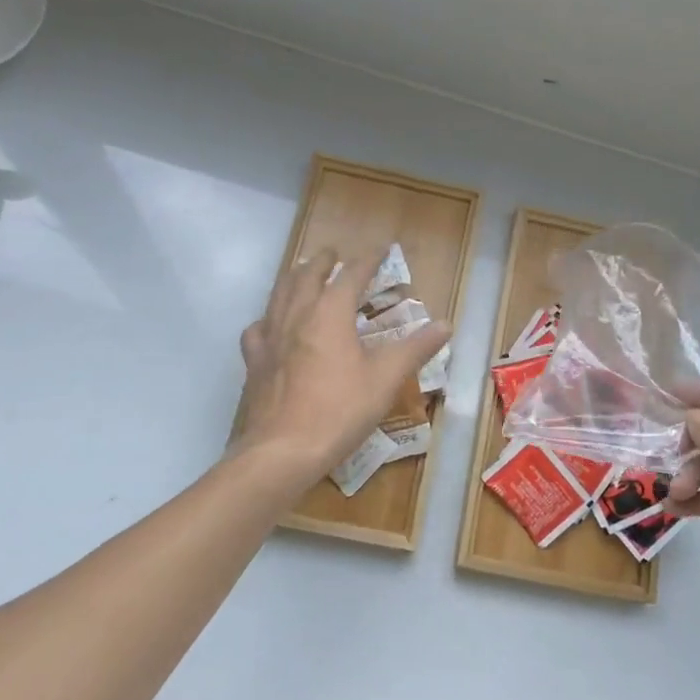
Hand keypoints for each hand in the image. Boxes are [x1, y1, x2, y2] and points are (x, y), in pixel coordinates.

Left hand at [237, 246, 450, 477]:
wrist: (282, 450)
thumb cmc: (340, 410)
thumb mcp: (386, 379)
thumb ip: (415, 348)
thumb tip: (445, 325)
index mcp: (330, 313)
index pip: (351, 275)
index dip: (368, 260)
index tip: (380, 249)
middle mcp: (296, 315)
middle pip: (308, 276)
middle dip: (323, 262)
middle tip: (334, 253)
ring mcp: (270, 337)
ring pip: (279, 294)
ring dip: (294, 278)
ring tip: (302, 274)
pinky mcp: (254, 361)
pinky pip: (259, 327)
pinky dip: (269, 317)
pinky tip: (272, 325)